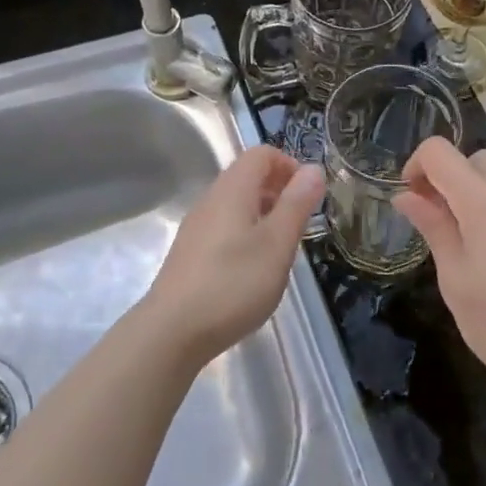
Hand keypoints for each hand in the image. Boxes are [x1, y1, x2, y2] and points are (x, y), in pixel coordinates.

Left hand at [141, 145, 325, 364]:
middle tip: (300, 223)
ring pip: (236, 204)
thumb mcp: (277, 244)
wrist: (172, 331)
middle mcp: (210, 200)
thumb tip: (313, 168)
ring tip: (281, 249)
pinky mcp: (190, 253)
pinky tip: (253, 270)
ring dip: (264, 214)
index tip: (308, 196)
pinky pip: (224, 227)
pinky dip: (246, 234)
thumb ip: (296, 204)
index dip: (289, 165)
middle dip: (279, 190)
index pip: (261, 154)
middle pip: (247, 176)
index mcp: (232, 190)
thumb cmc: (233, 284)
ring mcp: (196, 227)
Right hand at [394, 139, 485, 411]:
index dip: (416, 166)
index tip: (412, 200)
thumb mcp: (456, 280)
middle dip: (448, 177)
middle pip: (474, 158)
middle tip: (437, 220)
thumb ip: (433, 228)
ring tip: (466, 238)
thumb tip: (407, 196)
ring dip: (474, 191)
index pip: (440, 152)